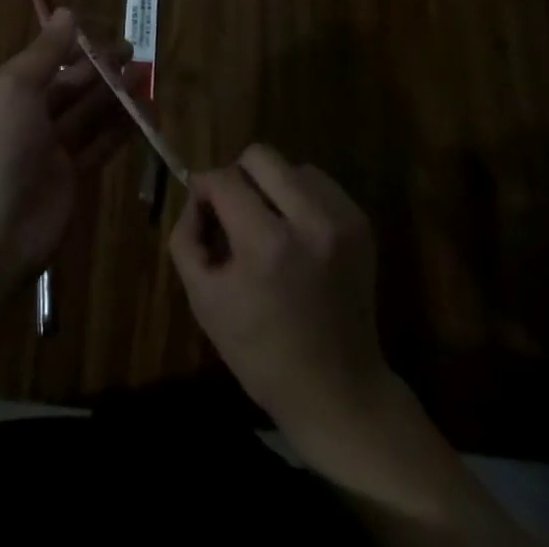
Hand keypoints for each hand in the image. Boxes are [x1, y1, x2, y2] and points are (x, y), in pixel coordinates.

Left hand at [0, 10, 132, 280]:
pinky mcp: (70, 175)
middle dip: (101, 68)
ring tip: (147, 77)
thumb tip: (67, 12)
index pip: (44, 59)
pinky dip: (122, 128)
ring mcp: (49, 147)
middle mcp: (25, 114)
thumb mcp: (15, 87)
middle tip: (136, 53)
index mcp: (4, 90)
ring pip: (88, 112)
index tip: (106, 34)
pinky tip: (147, 114)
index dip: (74, 46)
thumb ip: (45, 51)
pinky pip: (100, 143)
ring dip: (116, 94)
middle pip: (69, 84)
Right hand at [169, 144, 391, 447]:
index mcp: (267, 245)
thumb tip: (197, 195)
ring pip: (291, 166)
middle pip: (260, 156)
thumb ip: (188, 237)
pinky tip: (296, 234)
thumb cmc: (261, 353)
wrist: (338, 391)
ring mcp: (342, 220)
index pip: (224, 179)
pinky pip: (318, 184)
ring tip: (269, 225)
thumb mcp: (204, 301)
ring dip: (271, 186)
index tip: (202, 206)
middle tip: (234, 211)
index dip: (204, 186)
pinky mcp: (361, 223)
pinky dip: (300, 197)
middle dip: (238, 176)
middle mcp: (310, 221)